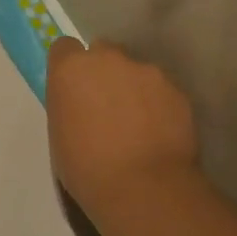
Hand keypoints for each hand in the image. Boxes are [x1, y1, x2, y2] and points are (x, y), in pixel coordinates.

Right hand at [46, 38, 200, 218]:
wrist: (142, 188)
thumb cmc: (86, 168)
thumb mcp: (60, 133)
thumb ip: (69, 105)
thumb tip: (81, 103)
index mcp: (70, 69)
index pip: (65, 48)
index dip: (69, 65)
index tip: (74, 87)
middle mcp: (108, 59)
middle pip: (104, 52)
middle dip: (104, 72)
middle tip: (107, 105)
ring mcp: (146, 72)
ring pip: (136, 71)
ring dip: (134, 88)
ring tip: (139, 124)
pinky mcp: (176, 90)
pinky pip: (162, 91)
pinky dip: (159, 105)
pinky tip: (159, 133)